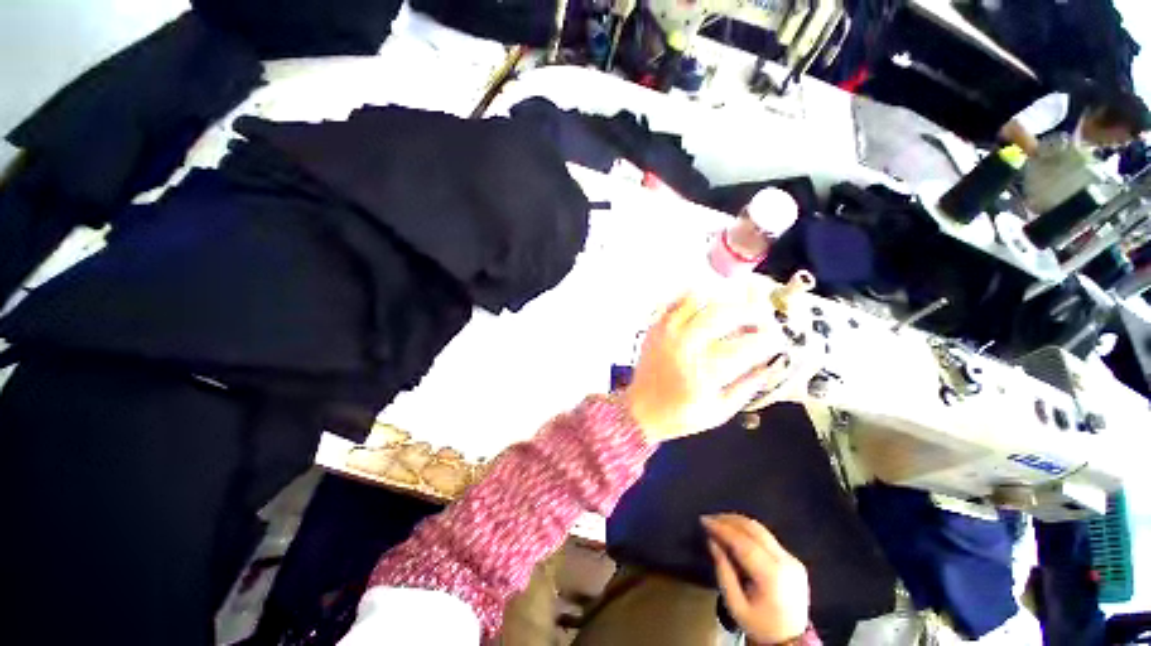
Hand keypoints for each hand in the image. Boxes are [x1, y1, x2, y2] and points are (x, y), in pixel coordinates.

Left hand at [622, 282, 790, 442]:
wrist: (640, 409)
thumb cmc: (681, 415)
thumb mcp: (719, 412)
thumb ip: (747, 387)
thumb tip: (770, 365)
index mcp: (705, 370)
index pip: (747, 345)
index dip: (768, 338)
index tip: (776, 338)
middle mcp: (686, 345)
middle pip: (724, 313)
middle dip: (751, 311)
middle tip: (761, 317)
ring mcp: (667, 332)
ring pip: (697, 300)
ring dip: (721, 300)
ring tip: (734, 308)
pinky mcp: (654, 327)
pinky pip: (673, 301)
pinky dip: (690, 297)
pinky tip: (703, 304)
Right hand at [703, 514, 809, 645]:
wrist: (791, 642)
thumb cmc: (760, 626)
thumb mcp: (735, 605)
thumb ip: (723, 571)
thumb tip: (712, 541)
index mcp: (772, 576)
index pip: (743, 542)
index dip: (722, 528)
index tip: (704, 520)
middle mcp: (785, 563)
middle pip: (754, 530)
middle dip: (729, 520)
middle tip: (710, 518)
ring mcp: (792, 560)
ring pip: (762, 530)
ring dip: (739, 522)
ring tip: (720, 522)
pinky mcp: (794, 560)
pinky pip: (768, 538)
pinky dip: (749, 531)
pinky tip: (736, 533)